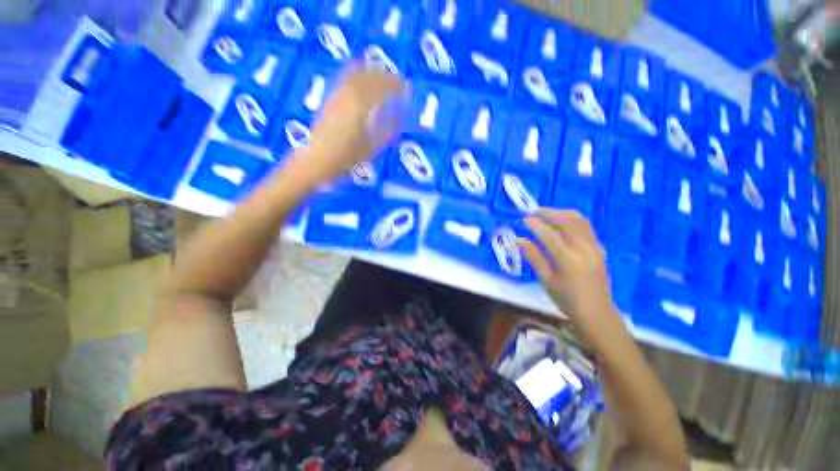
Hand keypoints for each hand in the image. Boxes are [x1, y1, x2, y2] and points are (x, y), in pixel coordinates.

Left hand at [305, 64, 406, 179]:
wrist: (318, 159)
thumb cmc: (347, 157)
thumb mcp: (372, 147)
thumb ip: (388, 130)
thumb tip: (400, 116)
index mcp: (360, 105)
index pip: (382, 87)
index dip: (396, 85)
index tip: (406, 87)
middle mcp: (348, 94)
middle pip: (369, 76)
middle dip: (385, 76)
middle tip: (397, 82)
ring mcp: (336, 94)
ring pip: (355, 73)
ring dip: (371, 73)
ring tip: (382, 78)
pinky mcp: (329, 98)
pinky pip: (345, 79)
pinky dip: (358, 76)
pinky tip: (362, 82)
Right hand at [519, 210, 619, 337]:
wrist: (597, 313)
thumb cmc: (566, 299)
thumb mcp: (546, 280)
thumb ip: (533, 257)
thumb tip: (519, 240)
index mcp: (568, 260)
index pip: (550, 234)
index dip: (535, 225)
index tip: (523, 220)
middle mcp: (584, 249)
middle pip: (566, 221)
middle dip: (548, 213)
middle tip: (532, 213)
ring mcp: (594, 247)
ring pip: (579, 219)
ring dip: (560, 213)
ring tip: (545, 214)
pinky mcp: (599, 248)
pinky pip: (585, 226)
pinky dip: (571, 219)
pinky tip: (561, 223)